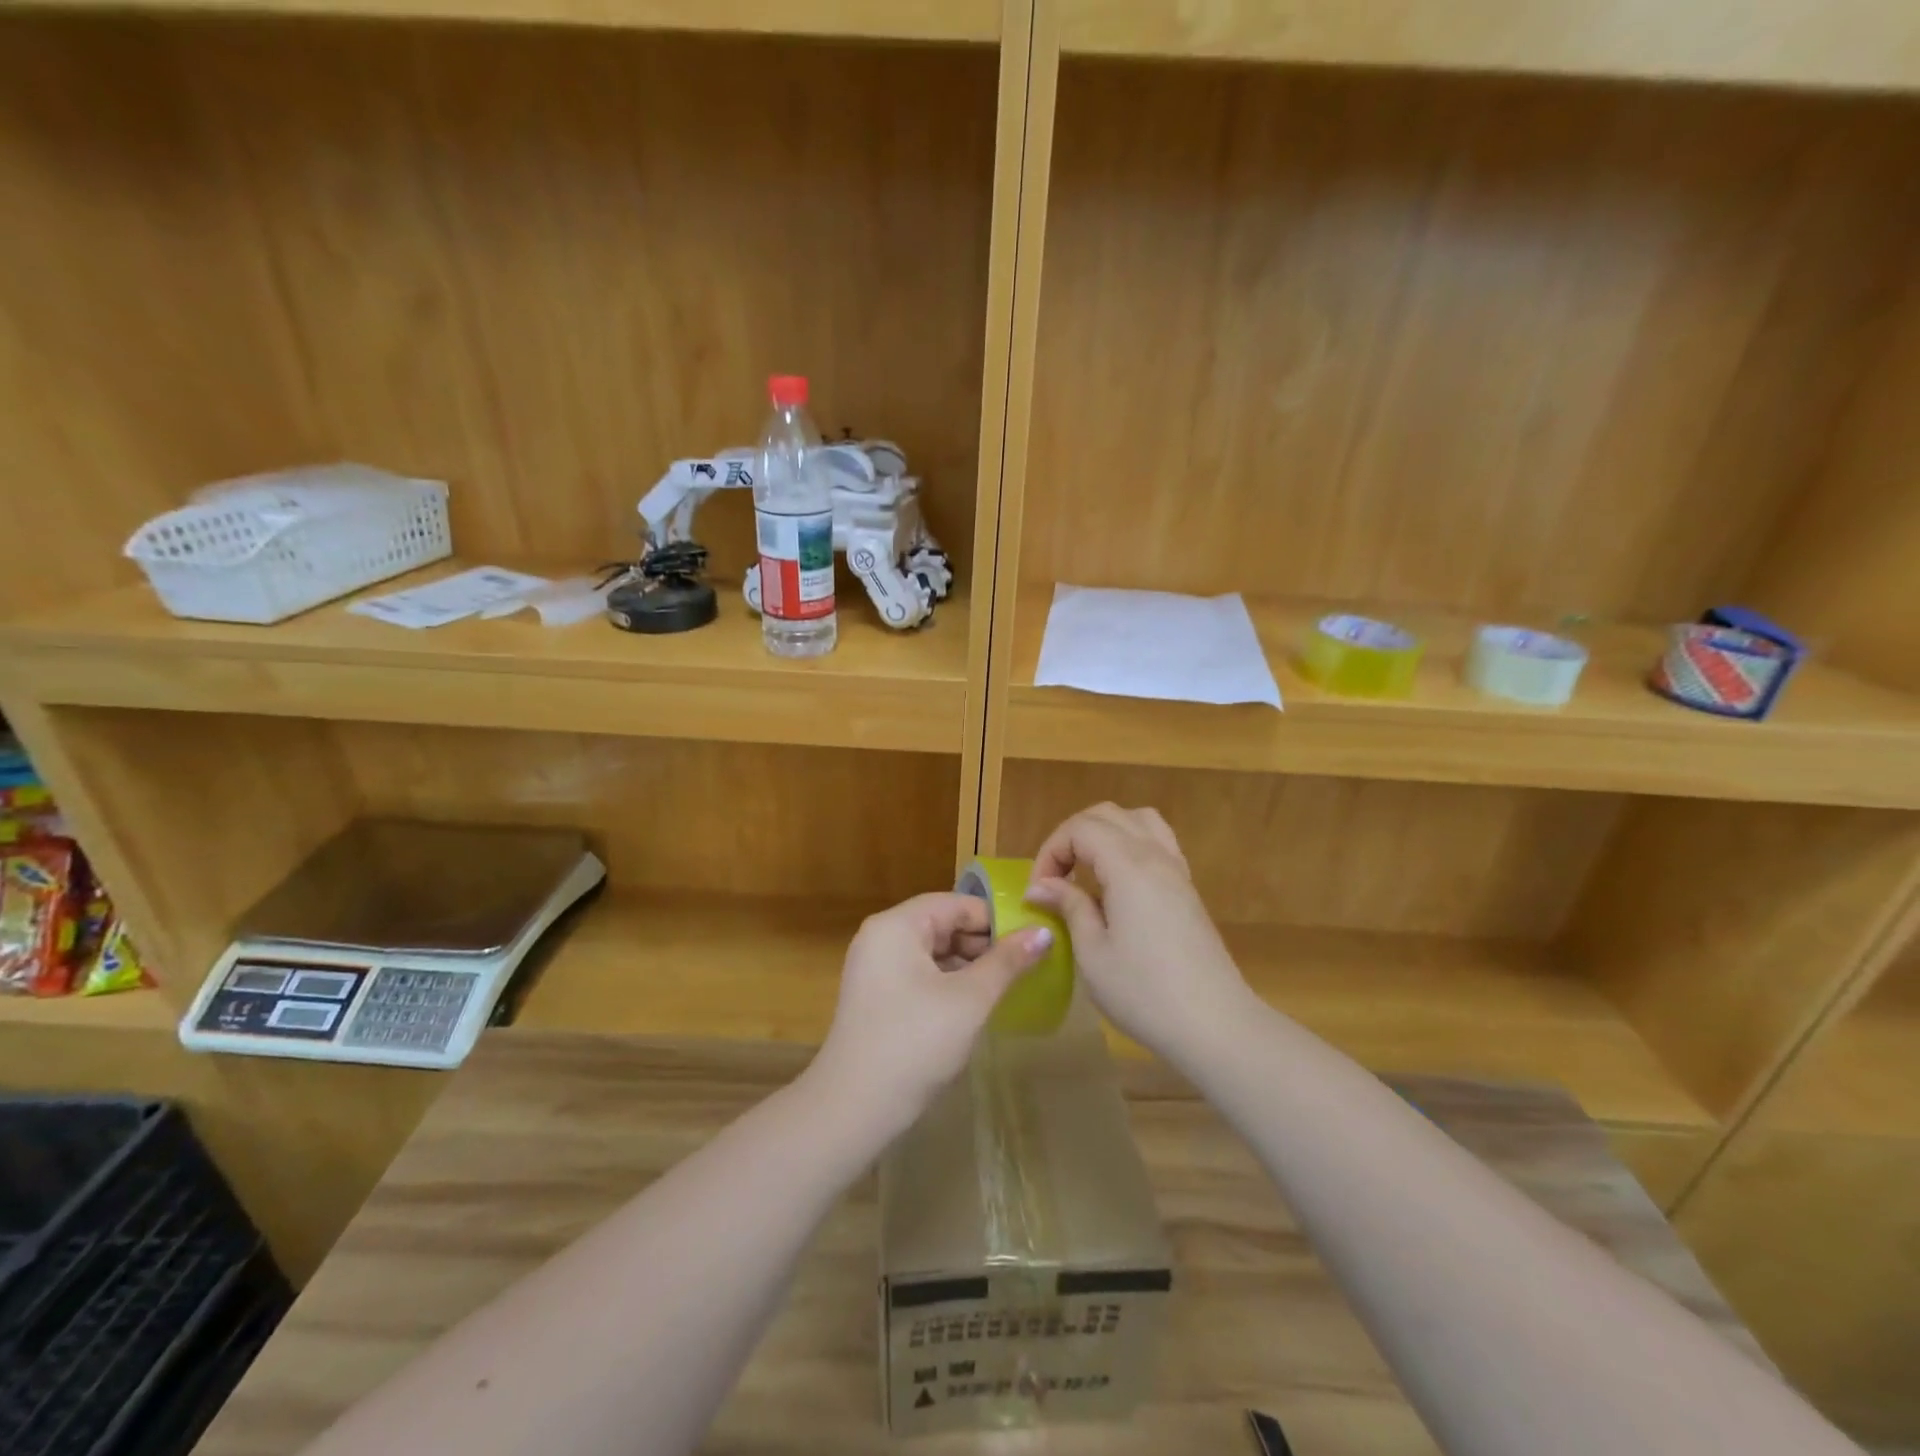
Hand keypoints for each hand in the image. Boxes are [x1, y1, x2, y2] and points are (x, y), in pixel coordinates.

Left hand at [809, 893, 1051, 1133]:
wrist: (853, 1109)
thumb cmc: (915, 1043)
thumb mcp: (969, 999)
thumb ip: (1007, 962)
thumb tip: (1045, 932)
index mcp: (897, 926)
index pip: (956, 904)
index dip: (996, 919)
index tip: (1033, 941)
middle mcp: (881, 937)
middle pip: (943, 924)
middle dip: (984, 943)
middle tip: (1025, 967)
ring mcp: (875, 968)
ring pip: (933, 951)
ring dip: (969, 965)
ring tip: (1007, 986)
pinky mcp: (877, 996)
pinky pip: (920, 974)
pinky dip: (949, 982)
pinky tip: (975, 1004)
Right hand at [1025, 803, 1252, 1067]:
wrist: (1216, 1025)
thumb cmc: (1145, 993)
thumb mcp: (1093, 953)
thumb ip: (1069, 907)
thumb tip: (1042, 887)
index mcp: (1128, 866)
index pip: (1080, 828)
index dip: (1051, 851)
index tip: (1039, 892)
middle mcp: (1155, 856)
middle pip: (1107, 815)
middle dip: (1072, 837)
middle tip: (1055, 878)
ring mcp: (1176, 870)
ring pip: (1137, 821)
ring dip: (1104, 833)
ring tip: (1086, 869)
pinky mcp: (1188, 889)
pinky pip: (1158, 842)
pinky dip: (1130, 845)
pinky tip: (1118, 883)